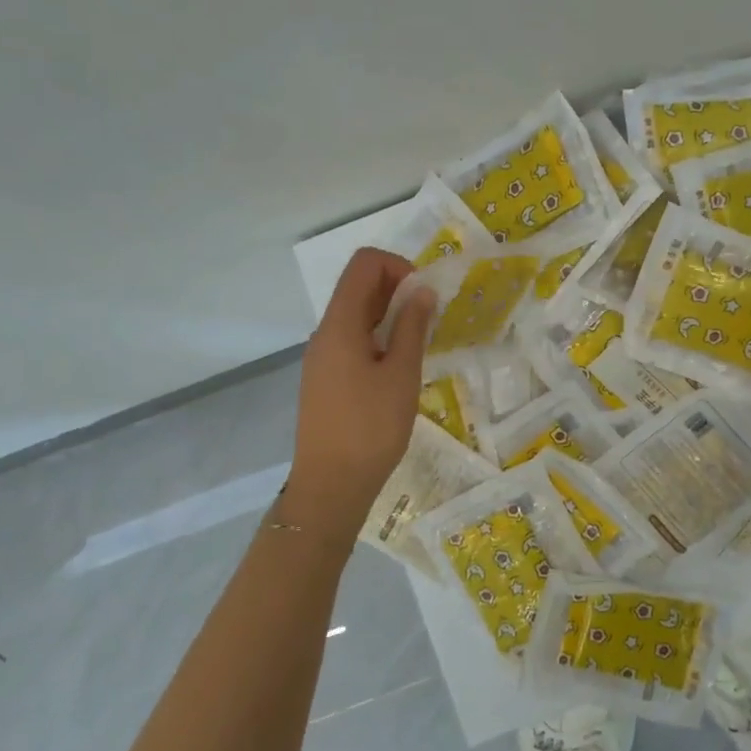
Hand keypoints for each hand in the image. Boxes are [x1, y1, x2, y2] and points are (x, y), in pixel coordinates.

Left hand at [282, 247, 434, 528]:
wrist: (330, 486)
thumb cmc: (371, 428)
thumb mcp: (402, 375)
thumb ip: (413, 327)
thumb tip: (422, 290)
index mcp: (340, 325)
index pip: (363, 264)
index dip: (397, 266)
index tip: (423, 295)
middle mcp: (325, 333)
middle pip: (358, 287)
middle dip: (397, 289)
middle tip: (429, 319)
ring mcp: (321, 357)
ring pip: (356, 315)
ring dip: (389, 316)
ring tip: (419, 345)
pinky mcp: (324, 379)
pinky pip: (352, 341)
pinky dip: (378, 338)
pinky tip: (398, 368)